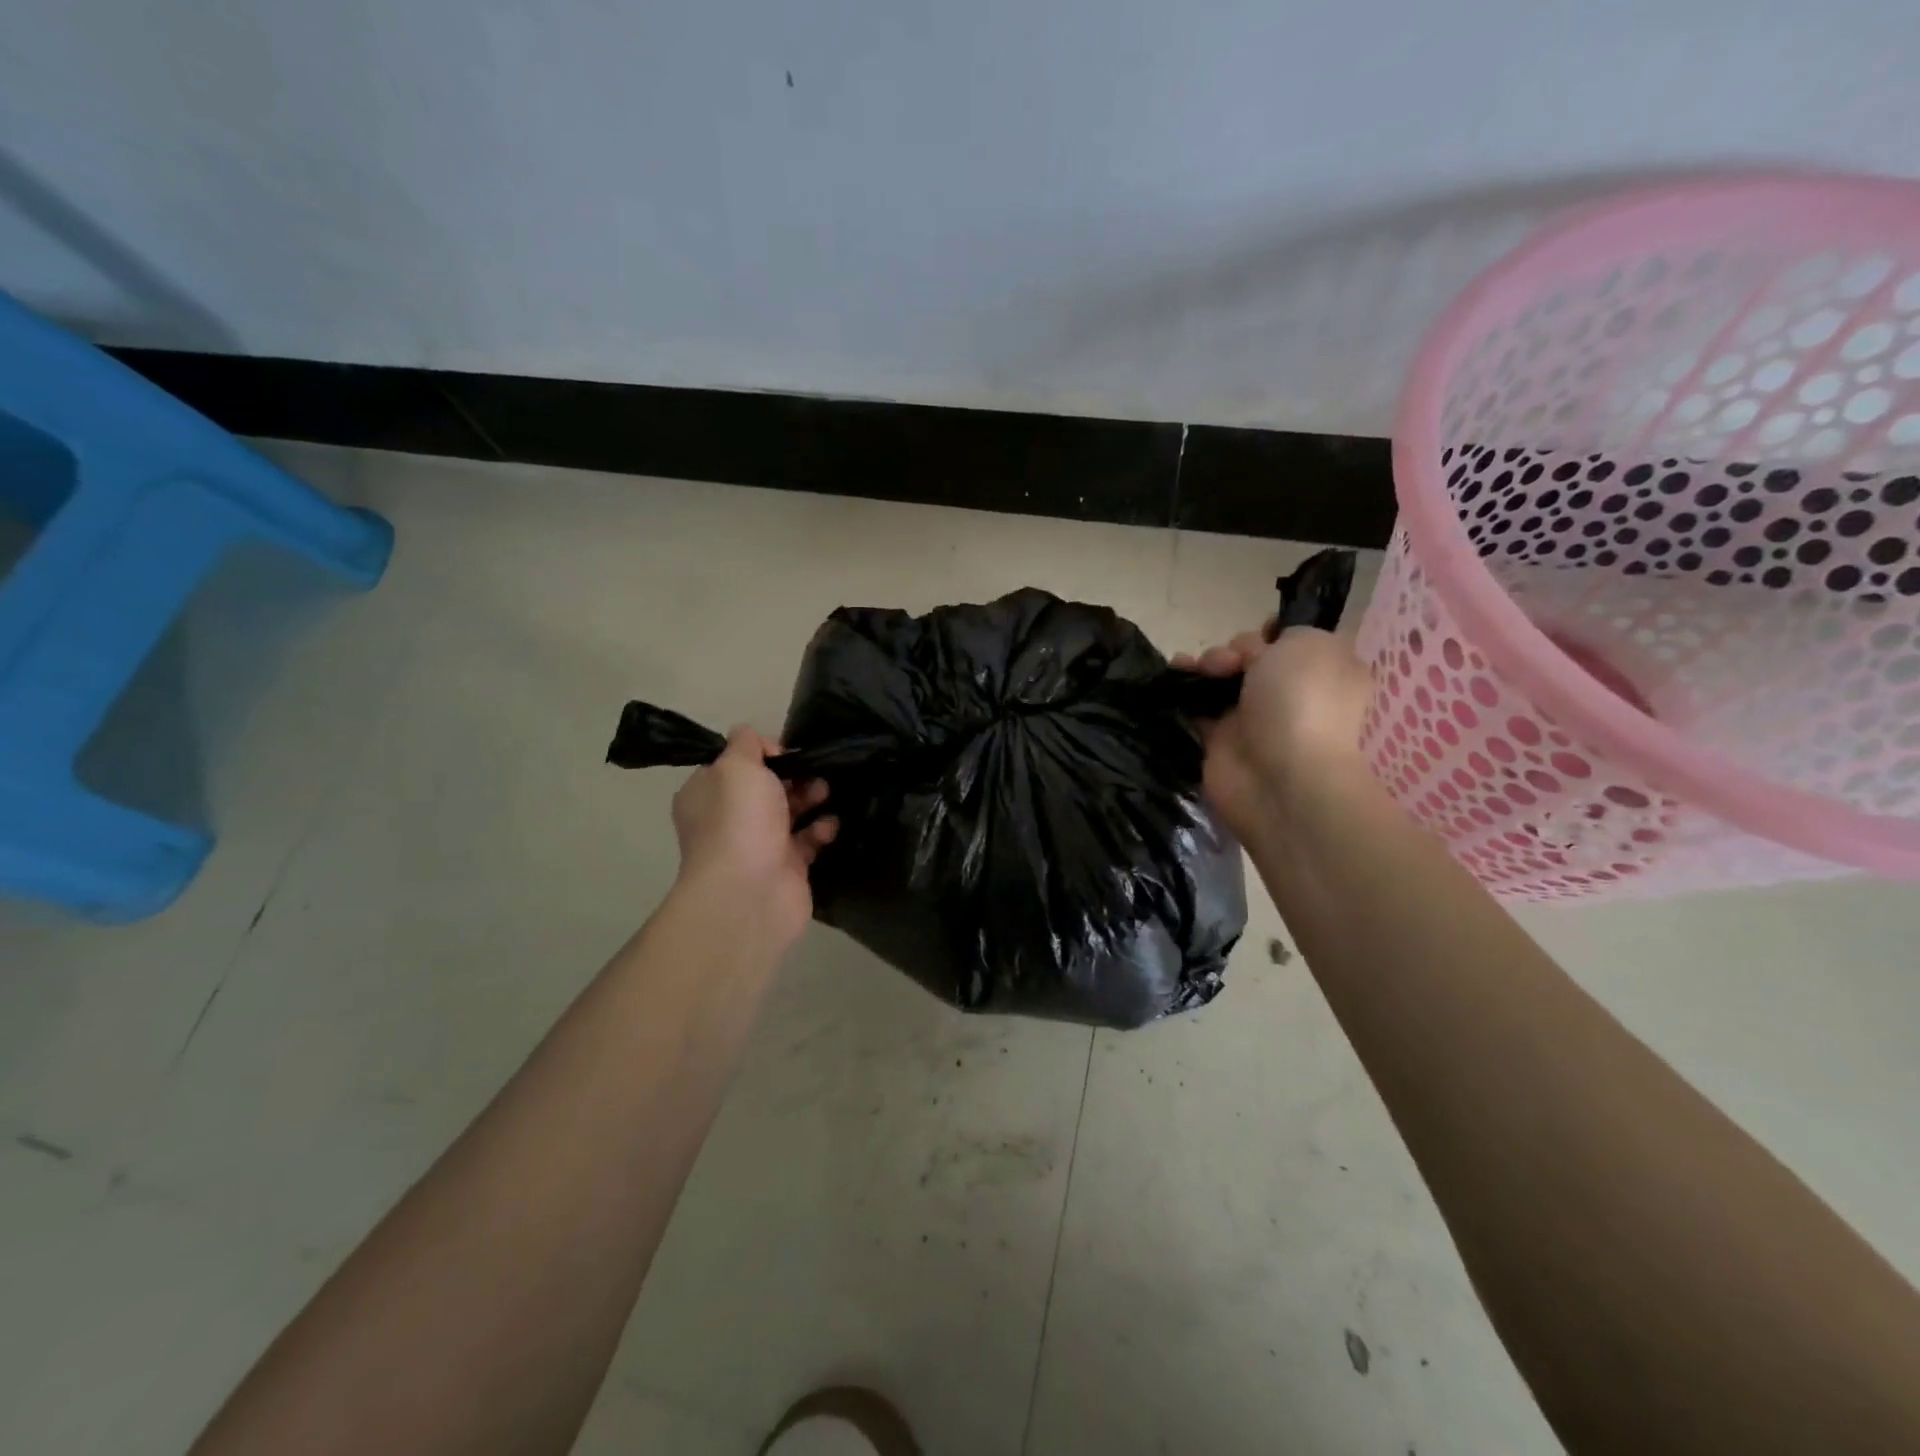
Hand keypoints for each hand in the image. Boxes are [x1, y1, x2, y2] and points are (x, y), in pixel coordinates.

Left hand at [669, 727, 837, 953]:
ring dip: (810, 799)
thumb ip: (746, 744)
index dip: (761, 753)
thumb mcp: (736, 765)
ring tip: (827, 792)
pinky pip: (807, 842)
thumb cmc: (739, 820)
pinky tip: (830, 825)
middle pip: (766, 788)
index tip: (785, 750)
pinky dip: (820, 830)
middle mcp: (729, 819)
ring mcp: (758, 846)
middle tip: (815, 770)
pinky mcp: (787, 868)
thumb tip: (757, 741)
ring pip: (789, 813)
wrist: (750, 892)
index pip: (733, 764)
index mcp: (707, 794)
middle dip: (793, 775)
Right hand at [1173, 626, 1373, 841]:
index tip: (1260, 635)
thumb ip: (1282, 634)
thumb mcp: (1307, 644)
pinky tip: (1171, 676)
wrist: (1279, 776)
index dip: (1269, 633)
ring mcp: (1255, 717)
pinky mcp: (1221, 739)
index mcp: (1323, 669)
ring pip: (1222, 680)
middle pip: (1251, 657)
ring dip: (1204, 665)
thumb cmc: (1302, 701)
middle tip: (1228, 663)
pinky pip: (1197, 706)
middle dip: (1233, 649)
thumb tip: (1254, 653)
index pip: (1291, 642)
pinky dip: (1182, 690)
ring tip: (1195, 668)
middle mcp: (1291, 692)